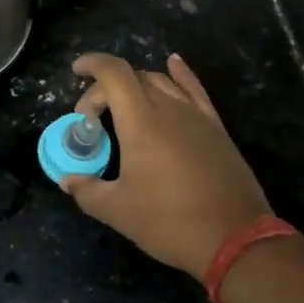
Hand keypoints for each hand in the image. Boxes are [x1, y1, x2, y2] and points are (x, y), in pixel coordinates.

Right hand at [63, 52, 271, 281]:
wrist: (235, 239)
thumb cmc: (170, 221)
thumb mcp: (118, 211)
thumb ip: (87, 191)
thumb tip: (68, 181)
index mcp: (140, 122)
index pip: (114, 74)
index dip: (92, 64)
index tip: (76, 71)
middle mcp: (169, 108)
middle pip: (133, 77)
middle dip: (106, 88)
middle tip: (92, 117)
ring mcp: (196, 116)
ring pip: (162, 82)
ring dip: (136, 85)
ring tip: (122, 105)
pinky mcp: (216, 128)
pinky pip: (194, 90)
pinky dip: (180, 74)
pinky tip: (174, 64)